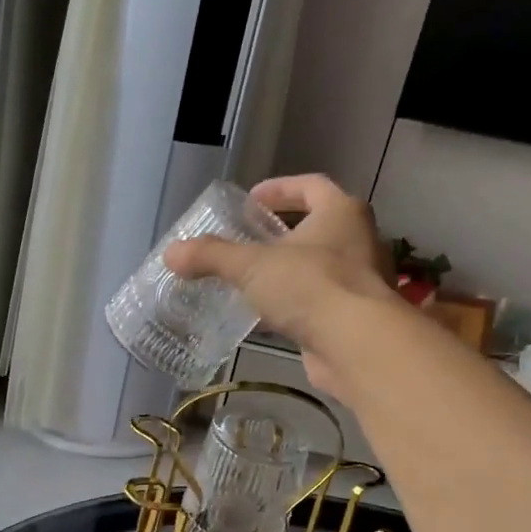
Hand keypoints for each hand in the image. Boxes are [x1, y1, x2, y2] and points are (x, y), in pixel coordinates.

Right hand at [163, 174, 401, 401]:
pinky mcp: (352, 318)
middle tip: (247, 241)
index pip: (310, 186)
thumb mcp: (252, 266)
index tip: (250, 200)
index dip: (279, 188)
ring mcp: (359, 281)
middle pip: (316, 226)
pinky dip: (293, 304)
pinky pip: (317, 302)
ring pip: (317, 267)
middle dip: (281, 233)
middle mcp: (357, 240)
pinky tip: (266, 317)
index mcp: (342, 212)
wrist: (356, 345)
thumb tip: (170, 253)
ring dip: (286, 272)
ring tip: (250, 280)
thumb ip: (211, 256)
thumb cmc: (310, 287)